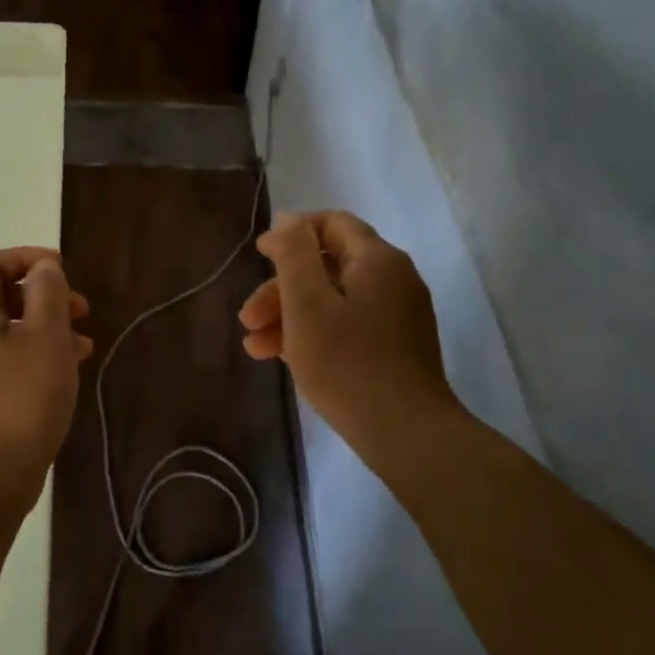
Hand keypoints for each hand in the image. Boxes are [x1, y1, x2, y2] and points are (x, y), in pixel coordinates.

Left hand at [0, 247, 92, 497]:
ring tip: (84, 342)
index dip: (25, 258)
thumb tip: (44, 268)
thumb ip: (47, 293)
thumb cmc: (22, 396)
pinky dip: (35, 352)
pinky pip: (5, 357)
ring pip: (6, 329)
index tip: (62, 270)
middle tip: (80, 308)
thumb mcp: (46, 336)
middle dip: (42, 295)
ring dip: (45, 326)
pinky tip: (68, 367)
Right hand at [239, 211, 457, 457]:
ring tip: (257, 349)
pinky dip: (316, 333)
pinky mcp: (398, 346)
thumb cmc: (347, 363)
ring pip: (335, 300)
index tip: (258, 257)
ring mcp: (399, 315)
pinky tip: (287, 357)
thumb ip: (293, 254)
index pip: (331, 223)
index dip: (291, 234)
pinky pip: (349, 325)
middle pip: (328, 266)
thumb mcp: (307, 303)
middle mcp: (394, 278)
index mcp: (377, 259)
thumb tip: (287, 221)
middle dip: (282, 288)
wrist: (406, 433)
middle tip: (248, 319)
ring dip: (292, 315)